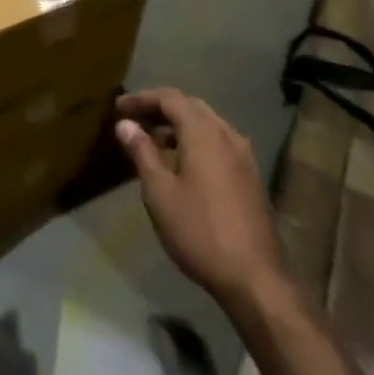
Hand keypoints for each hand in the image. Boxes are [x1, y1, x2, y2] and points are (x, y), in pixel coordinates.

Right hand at [115, 89, 286, 315]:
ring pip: (206, 124)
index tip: (118, 108)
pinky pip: (218, 143)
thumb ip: (142, 152)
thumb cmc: (199, 230)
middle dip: (160, 109)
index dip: (142, 98)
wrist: (254, 277)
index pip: (169, 97)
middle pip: (190, 106)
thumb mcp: (159, 192)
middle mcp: (227, 133)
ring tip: (153, 141)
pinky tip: (182, 164)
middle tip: (134, 120)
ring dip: (179, 126)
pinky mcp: (250, 176)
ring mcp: (243, 155)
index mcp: (203, 132)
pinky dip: (195, 141)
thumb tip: (126, 124)